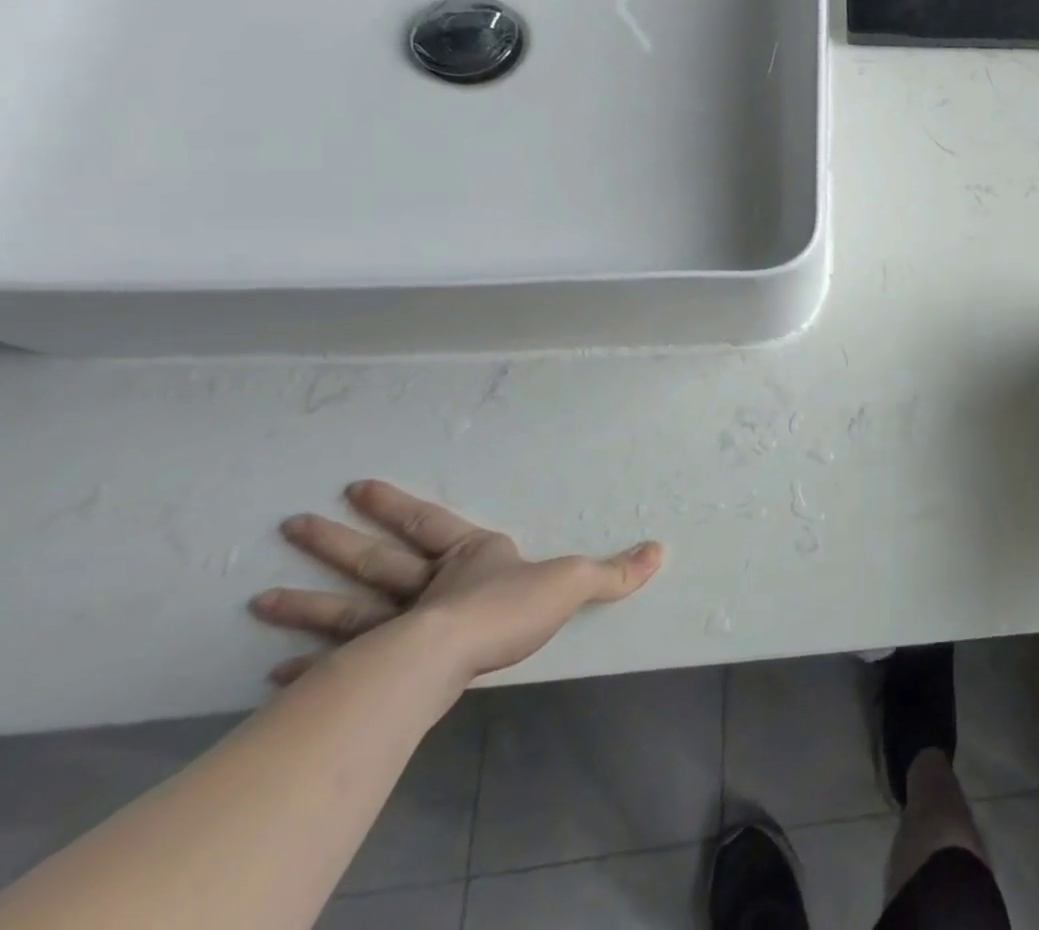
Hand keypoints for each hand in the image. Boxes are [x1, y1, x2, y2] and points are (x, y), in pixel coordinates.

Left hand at [250, 480, 664, 685]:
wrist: (451, 656)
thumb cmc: (509, 608)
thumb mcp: (573, 582)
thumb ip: (614, 570)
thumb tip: (662, 550)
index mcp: (469, 557)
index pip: (429, 522)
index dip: (397, 505)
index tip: (357, 486)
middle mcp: (426, 586)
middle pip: (376, 559)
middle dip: (336, 542)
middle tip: (290, 524)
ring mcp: (394, 627)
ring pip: (346, 608)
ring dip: (305, 602)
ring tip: (257, 598)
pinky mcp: (376, 668)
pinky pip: (336, 664)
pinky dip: (305, 666)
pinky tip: (273, 671)